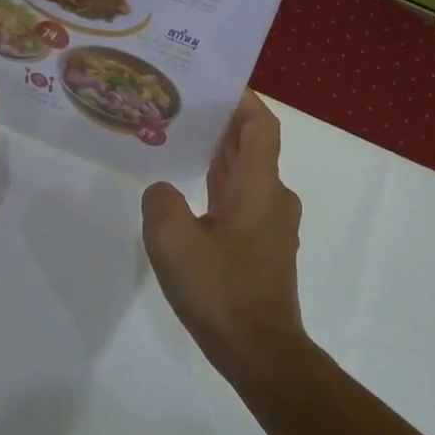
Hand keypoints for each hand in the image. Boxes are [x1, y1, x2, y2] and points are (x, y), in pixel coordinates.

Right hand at [141, 92, 308, 383]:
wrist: (260, 352)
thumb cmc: (221, 290)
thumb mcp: (172, 240)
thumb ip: (161, 202)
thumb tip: (163, 192)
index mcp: (259, 185)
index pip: (260, 125)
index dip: (242, 99)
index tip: (213, 83)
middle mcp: (273, 197)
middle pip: (251, 147)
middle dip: (220, 126)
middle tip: (180, 110)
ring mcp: (272, 225)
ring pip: (246, 177)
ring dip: (218, 158)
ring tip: (177, 146)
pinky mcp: (264, 249)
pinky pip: (242, 204)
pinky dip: (219, 190)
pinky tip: (188, 199)